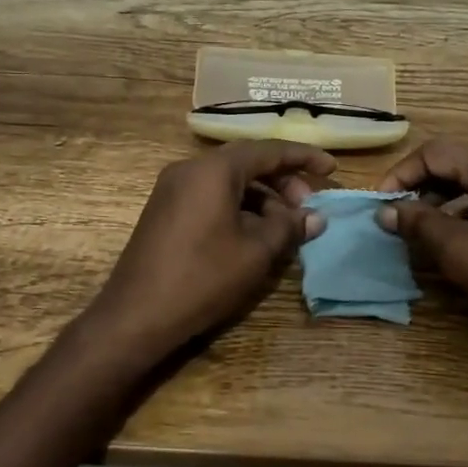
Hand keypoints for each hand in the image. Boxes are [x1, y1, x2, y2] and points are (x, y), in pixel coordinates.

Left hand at [84, 140, 334, 365]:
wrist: (136, 315)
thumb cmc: (202, 278)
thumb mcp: (256, 253)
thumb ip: (289, 227)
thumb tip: (315, 216)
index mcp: (213, 170)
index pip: (268, 150)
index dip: (303, 157)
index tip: (331, 168)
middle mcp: (190, 169)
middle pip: (246, 162)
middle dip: (282, 180)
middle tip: (307, 206)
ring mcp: (172, 189)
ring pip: (228, 181)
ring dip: (261, 197)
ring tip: (285, 226)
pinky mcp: (165, 210)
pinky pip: (210, 196)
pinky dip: (238, 207)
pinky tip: (254, 234)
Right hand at [377, 140, 467, 404]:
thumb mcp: (456, 249)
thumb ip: (417, 222)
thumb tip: (386, 211)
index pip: (435, 152)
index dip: (402, 174)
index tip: (381, 202)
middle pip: (453, 161)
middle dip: (418, 184)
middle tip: (394, 212)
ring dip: (438, 196)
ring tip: (415, 224)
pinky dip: (461, 206)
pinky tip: (447, 232)